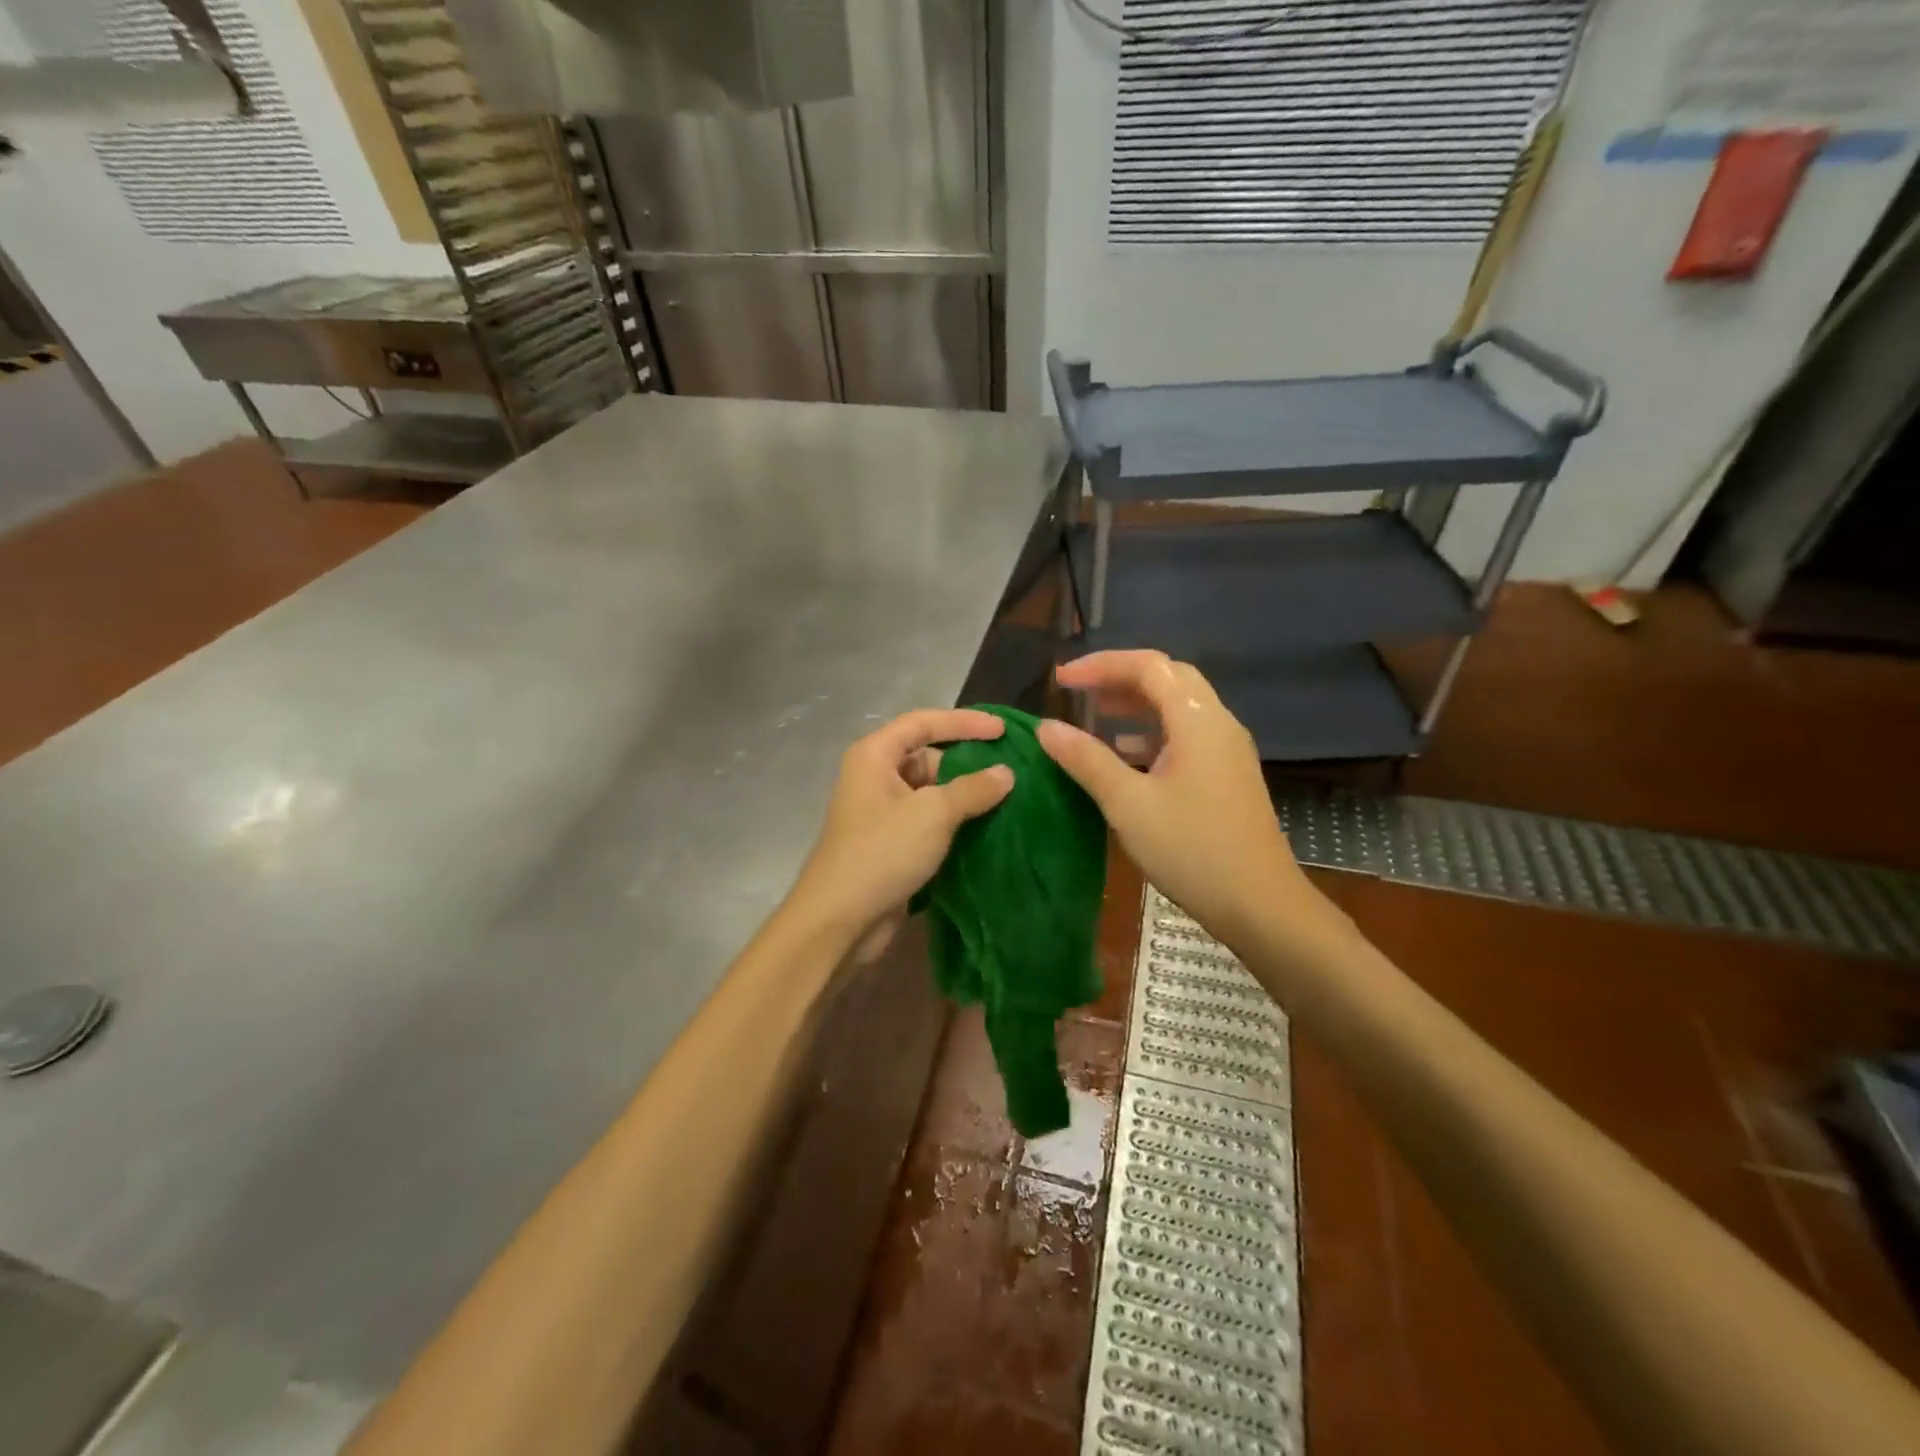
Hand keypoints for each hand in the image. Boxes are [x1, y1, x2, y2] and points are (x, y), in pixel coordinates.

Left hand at [789, 709, 1013, 958]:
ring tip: (1011, 799)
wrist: (840, 921)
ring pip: (932, 793)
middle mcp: (875, 778)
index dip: (964, 722)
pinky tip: (989, 828)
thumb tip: (1006, 773)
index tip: (1003, 730)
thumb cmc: (882, 852)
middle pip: (928, 757)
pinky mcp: (892, 845)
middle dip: (968, 763)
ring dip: (966, 796)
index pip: (923, 723)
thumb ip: (973, 789)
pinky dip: (956, 823)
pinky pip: (930, 822)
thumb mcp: (932, 814)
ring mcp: (883, 813)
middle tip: (1012, 771)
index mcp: (874, 756)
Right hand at [1037, 651, 1321, 948]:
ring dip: (1137, 704)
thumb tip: (1047, 727)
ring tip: (1097, 716)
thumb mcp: (1128, 804)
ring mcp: (1228, 750)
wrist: (1260, 905)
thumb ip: (1086, 760)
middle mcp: (1218, 724)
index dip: (1101, 665)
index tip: (1061, 680)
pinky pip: (1187, 735)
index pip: (1148, 667)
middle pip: (1169, 678)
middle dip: (1121, 678)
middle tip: (1080, 692)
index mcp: (1197, 720)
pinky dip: (1152, 733)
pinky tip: (1127, 756)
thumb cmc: (1192, 849)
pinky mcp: (1228, 775)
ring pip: (1179, 707)